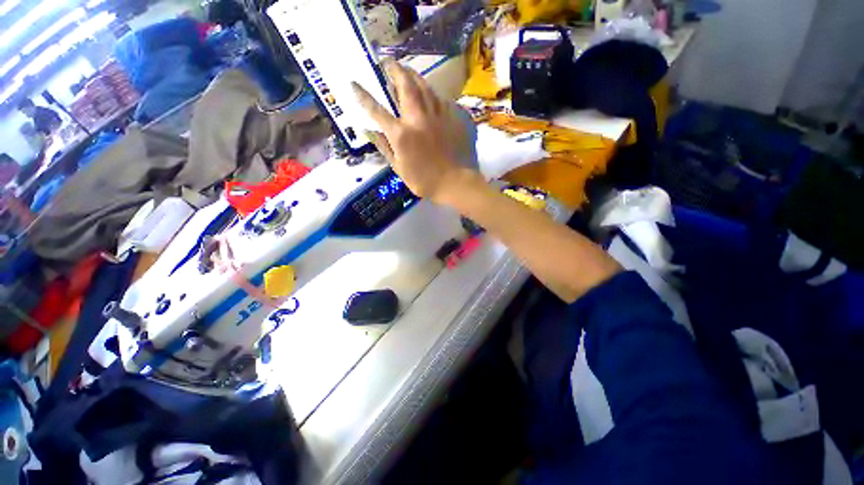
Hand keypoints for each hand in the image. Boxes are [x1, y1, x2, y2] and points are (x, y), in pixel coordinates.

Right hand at [352, 60, 476, 203]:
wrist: (455, 183)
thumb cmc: (425, 181)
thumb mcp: (399, 168)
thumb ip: (384, 147)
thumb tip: (368, 130)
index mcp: (401, 134)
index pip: (377, 110)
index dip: (363, 95)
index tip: (354, 83)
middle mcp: (418, 118)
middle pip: (405, 85)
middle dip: (394, 70)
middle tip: (388, 63)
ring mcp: (437, 115)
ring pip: (424, 86)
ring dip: (413, 76)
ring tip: (407, 72)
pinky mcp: (453, 117)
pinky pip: (440, 99)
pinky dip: (432, 94)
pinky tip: (430, 95)